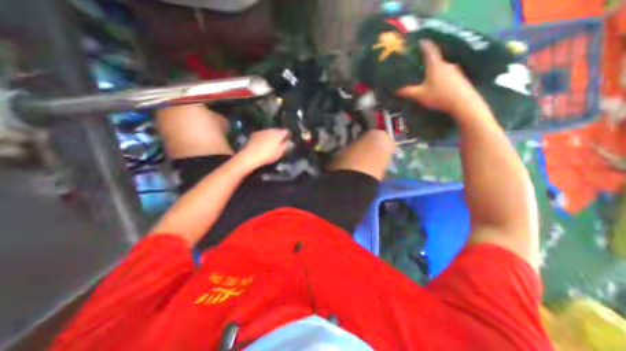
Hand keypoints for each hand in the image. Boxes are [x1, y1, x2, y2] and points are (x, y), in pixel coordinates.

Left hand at [238, 128, 291, 169]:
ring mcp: (262, 131)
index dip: (289, 135)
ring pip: (270, 132)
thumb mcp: (280, 152)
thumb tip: (290, 142)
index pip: (287, 131)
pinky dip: (265, 137)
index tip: (290, 139)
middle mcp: (271, 129)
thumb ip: (286, 145)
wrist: (250, 156)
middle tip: (281, 142)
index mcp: (278, 134)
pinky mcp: (254, 134)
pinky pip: (263, 134)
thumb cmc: (268, 155)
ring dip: (272, 136)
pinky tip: (263, 143)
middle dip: (280, 135)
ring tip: (272, 143)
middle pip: (278, 130)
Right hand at [395, 40, 488, 116]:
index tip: (419, 41)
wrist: (463, 102)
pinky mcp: (460, 78)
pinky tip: (438, 85)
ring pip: (441, 68)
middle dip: (427, 62)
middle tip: (419, 66)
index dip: (424, 44)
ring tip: (427, 78)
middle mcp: (446, 64)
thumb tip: (396, 90)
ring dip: (434, 71)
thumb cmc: (439, 96)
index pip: (429, 50)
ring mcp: (455, 70)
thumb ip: (407, 92)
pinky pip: (447, 75)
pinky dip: (441, 77)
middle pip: (436, 60)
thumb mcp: (420, 95)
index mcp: (435, 65)